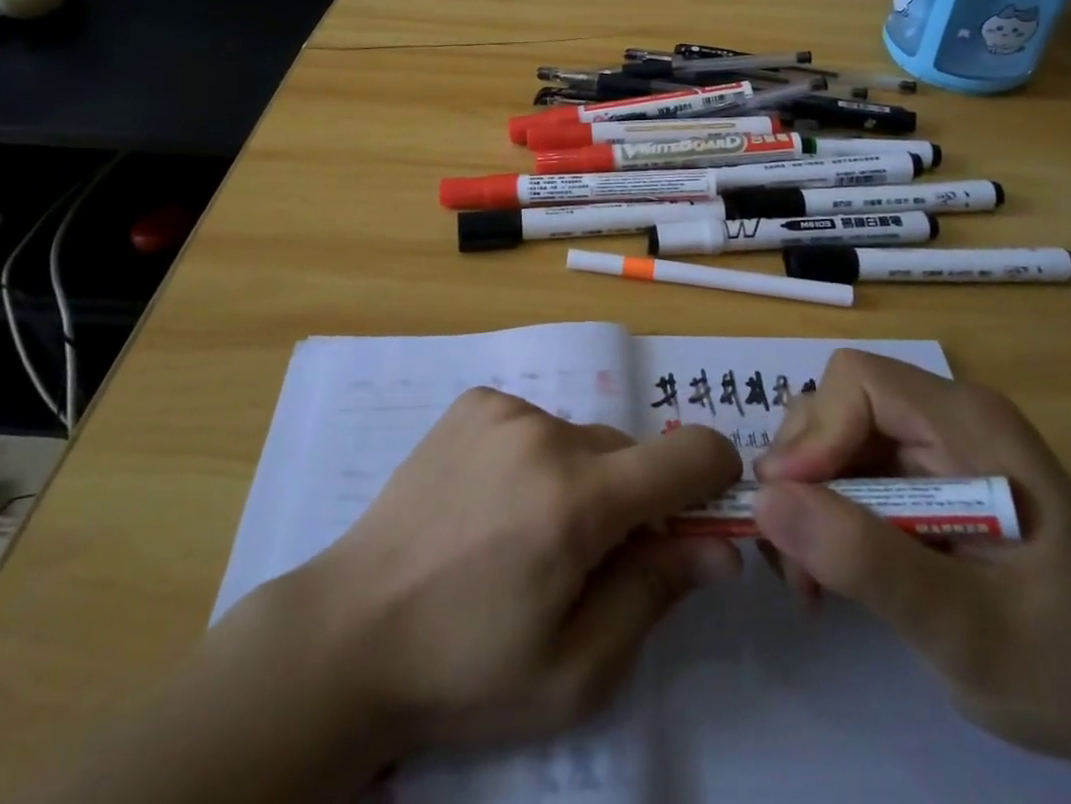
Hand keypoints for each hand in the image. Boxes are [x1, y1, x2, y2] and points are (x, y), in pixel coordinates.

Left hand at [311, 387, 742, 750]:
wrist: (350, 631)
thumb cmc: (466, 668)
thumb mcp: (576, 668)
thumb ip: (655, 593)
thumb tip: (719, 548)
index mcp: (577, 501)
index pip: (688, 455)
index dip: (714, 477)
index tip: (704, 511)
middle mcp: (544, 433)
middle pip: (628, 453)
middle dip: (629, 500)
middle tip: (584, 561)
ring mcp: (503, 409)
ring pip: (581, 439)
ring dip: (578, 479)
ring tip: (524, 535)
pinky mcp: (472, 402)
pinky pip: (535, 423)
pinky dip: (535, 457)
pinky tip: (491, 502)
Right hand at [752, 351, 1070, 803]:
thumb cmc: (1068, 665)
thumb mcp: (964, 627)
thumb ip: (866, 559)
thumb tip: (766, 500)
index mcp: (970, 423)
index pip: (859, 381)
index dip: (816, 431)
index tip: (791, 505)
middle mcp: (945, 418)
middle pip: (836, 407)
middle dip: (801, 474)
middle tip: (791, 557)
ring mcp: (934, 448)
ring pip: (833, 441)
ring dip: (806, 502)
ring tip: (808, 579)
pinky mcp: (924, 482)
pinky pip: (849, 475)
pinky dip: (825, 519)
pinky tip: (829, 574)